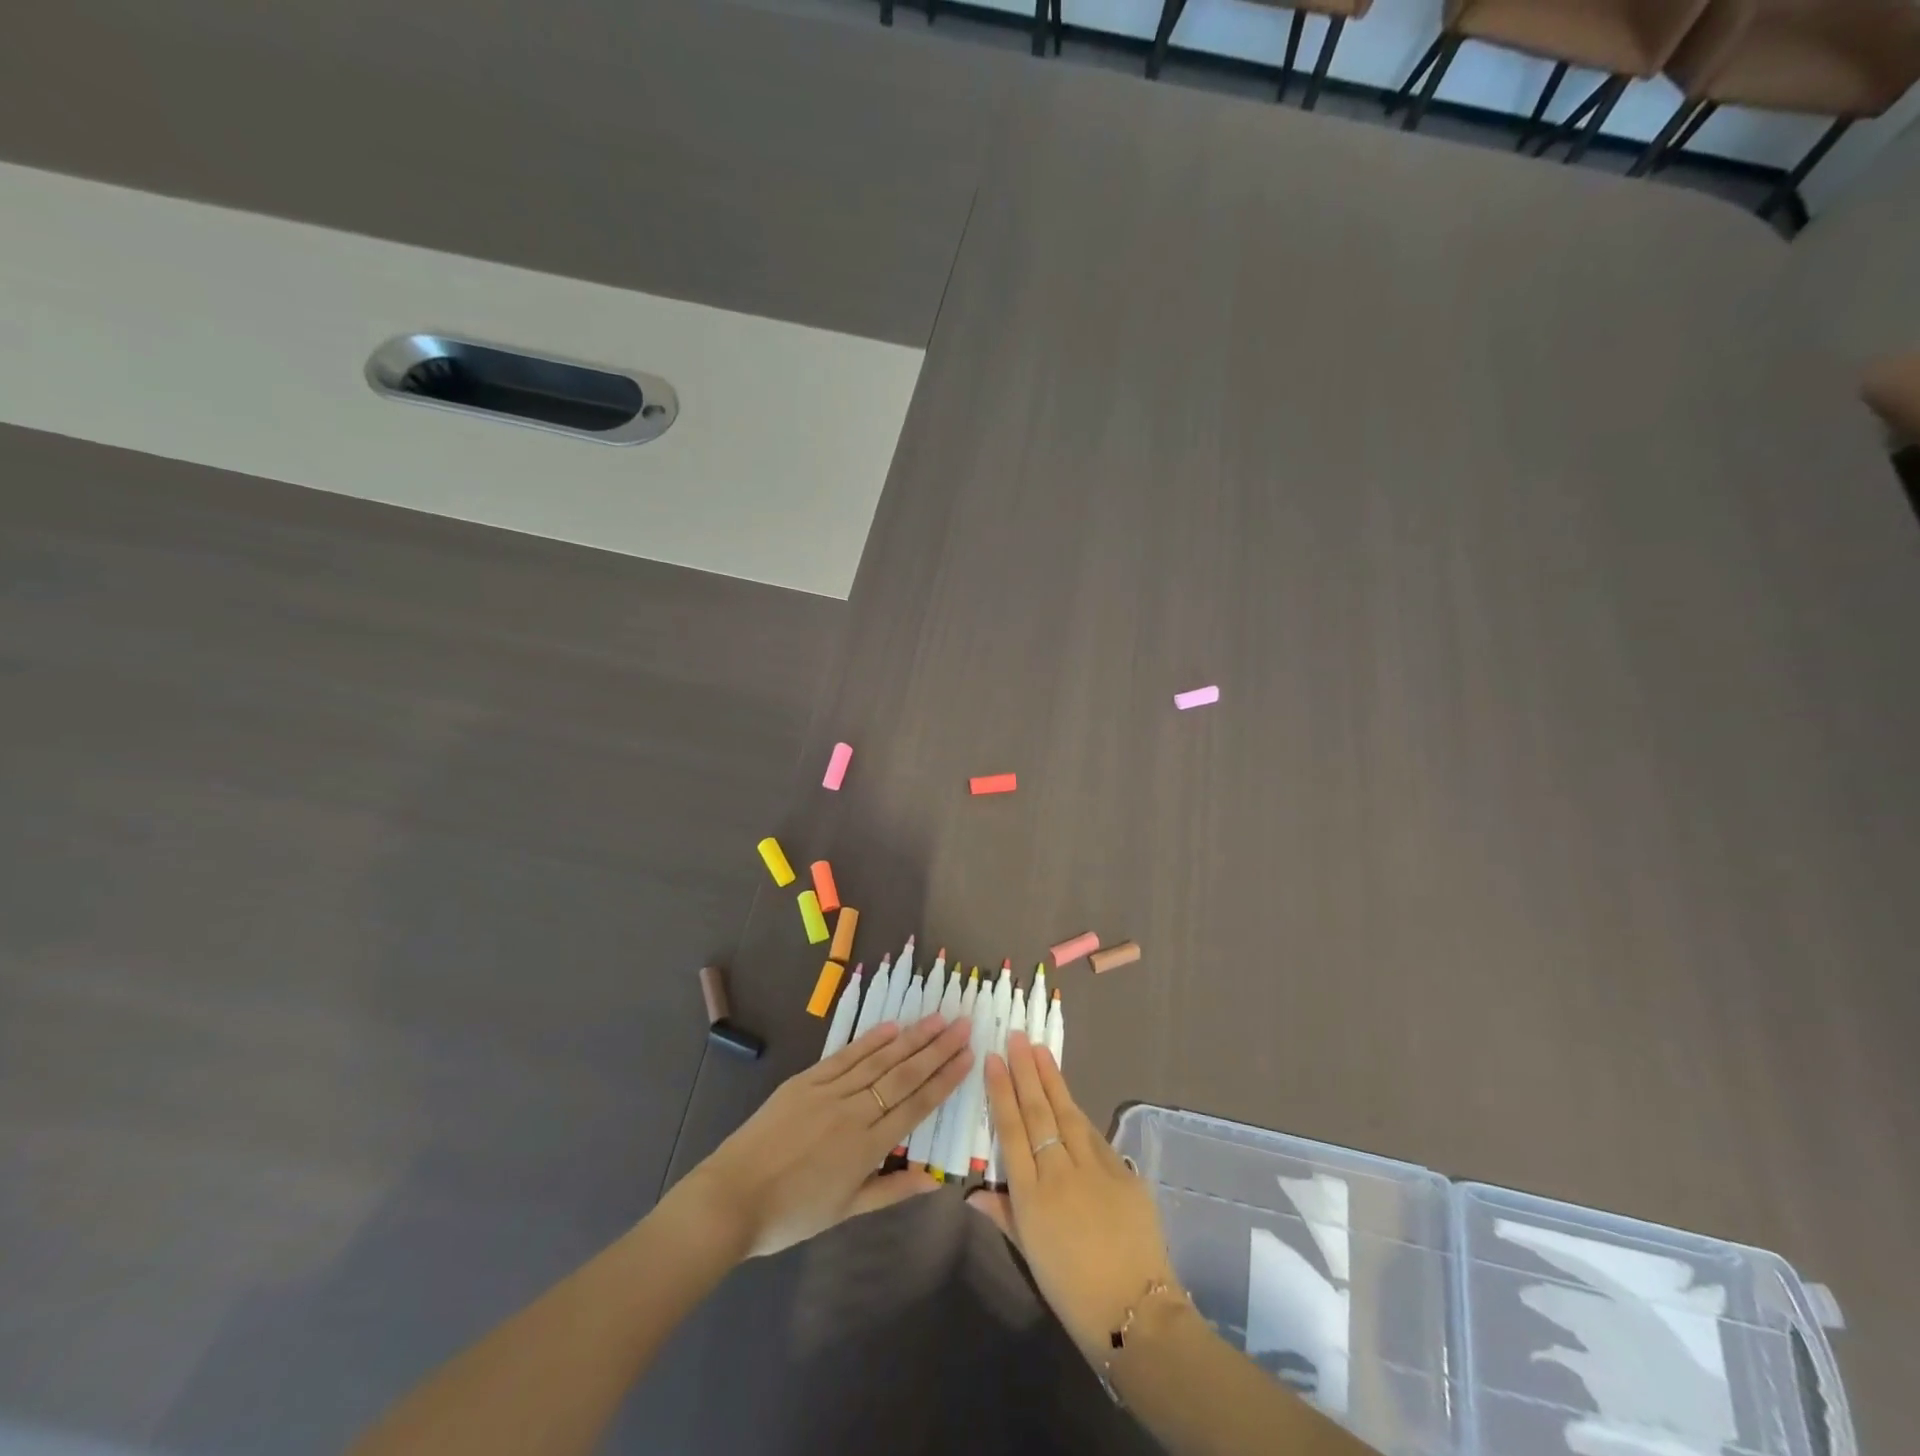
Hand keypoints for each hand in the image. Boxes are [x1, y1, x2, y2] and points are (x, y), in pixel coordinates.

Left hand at [677, 1012, 972, 1258]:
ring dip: (911, 1037)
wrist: (731, 1198)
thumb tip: (933, 1178)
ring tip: (937, 1017)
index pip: (917, 1105)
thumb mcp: (845, 1211)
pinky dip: (870, 1040)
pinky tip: (891, 1027)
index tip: (968, 1056)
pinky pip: (845, 1056)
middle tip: (963, 1023)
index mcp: (868, 1146)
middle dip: (937, 1048)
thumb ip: (891, 1190)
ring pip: (879, 1059)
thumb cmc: (790, 1214)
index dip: (945, 1079)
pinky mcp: (806, 1080)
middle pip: (904, 1074)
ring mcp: (829, 1091)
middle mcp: (855, 1111)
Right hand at [966, 1031, 1180, 1359]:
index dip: (1002, 1092)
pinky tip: (1069, 1096)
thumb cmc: (1072, 1291)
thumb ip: (1003, 1215)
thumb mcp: (1030, 1255)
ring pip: (1068, 1113)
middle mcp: (1060, 1172)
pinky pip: (1095, 1135)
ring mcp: (1095, 1167)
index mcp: (1032, 1195)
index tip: (994, 1059)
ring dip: (1052, 1079)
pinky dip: (1079, 1112)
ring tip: (1040, 1050)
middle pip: (1039, 1111)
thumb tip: (973, 1192)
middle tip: (1017, 1036)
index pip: (1012, 1130)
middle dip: (1026, 1071)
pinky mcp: (1123, 1171)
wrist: (1136, 1312)